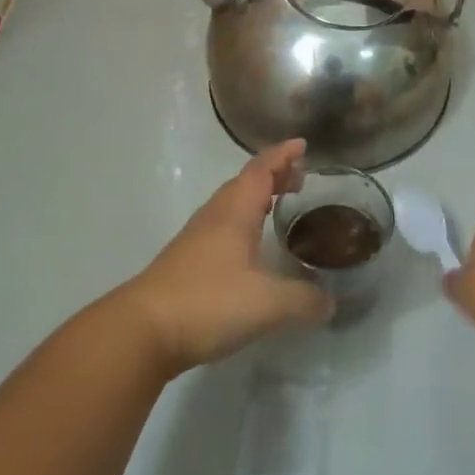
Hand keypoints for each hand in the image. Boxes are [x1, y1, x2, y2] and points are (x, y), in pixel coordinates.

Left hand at [118, 140, 333, 373]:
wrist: (144, 329)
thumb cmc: (208, 301)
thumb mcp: (267, 304)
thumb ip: (303, 299)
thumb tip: (330, 301)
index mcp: (234, 210)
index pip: (261, 169)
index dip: (283, 155)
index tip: (303, 145)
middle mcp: (215, 215)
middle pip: (246, 182)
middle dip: (273, 175)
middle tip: (301, 179)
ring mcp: (197, 237)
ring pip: (232, 204)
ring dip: (257, 198)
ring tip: (280, 207)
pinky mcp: (188, 260)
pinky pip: (223, 226)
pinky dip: (244, 223)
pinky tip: (251, 248)